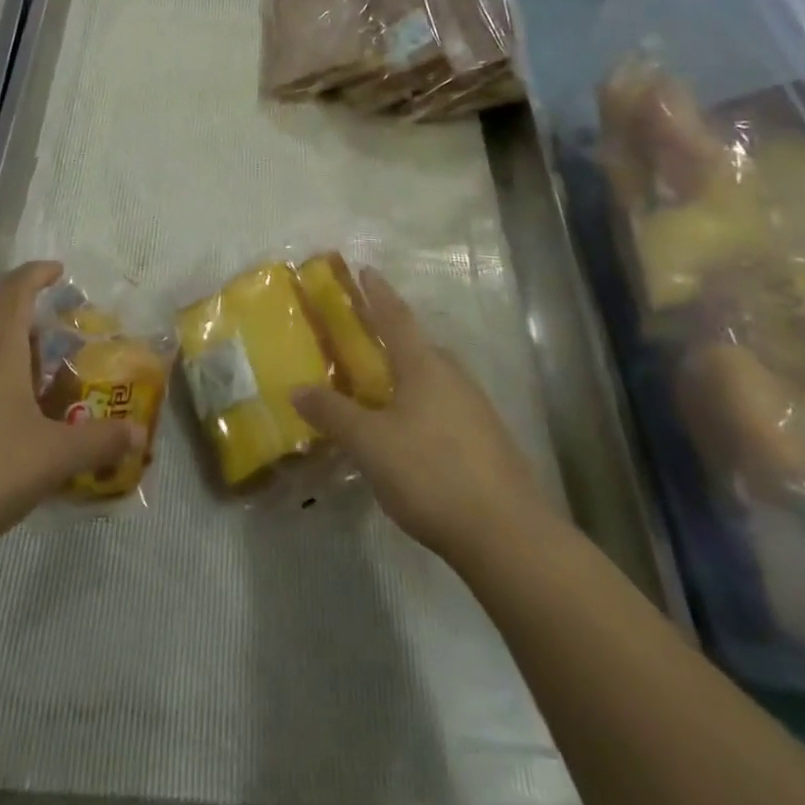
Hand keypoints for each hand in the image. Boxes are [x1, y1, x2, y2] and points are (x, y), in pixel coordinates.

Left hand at [0, 262, 138, 574]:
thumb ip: (98, 442)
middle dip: (23, 312)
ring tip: (35, 376)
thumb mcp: (52, 458)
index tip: (58, 270)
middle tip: (55, 331)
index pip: (15, 290)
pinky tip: (3, 419)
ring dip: (4, 349)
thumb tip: (138, 433)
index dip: (36, 274)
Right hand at [290, 270, 543, 568]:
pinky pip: (448, 409)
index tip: (366, 269)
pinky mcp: (489, 443)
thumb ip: (333, 413)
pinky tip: (412, 436)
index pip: (396, 318)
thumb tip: (297, 388)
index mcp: (425, 366)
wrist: (507, 535)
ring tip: (383, 392)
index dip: (378, 293)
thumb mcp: (370, 444)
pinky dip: (424, 408)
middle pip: (420, 347)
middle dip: (394, 339)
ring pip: (436, 381)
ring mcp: (477, 411)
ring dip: (410, 377)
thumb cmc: (431, 473)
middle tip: (366, 342)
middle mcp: (454, 378)